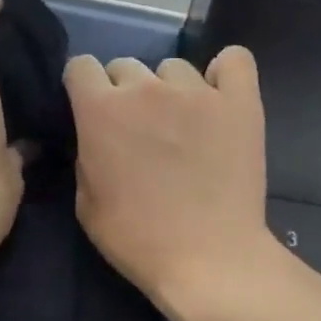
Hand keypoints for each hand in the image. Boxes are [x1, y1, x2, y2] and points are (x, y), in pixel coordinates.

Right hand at [65, 48, 277, 320]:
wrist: (207, 259)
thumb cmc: (137, 239)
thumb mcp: (86, 202)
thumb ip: (86, 153)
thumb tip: (96, 134)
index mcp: (101, 110)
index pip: (80, 66)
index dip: (83, 87)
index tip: (91, 109)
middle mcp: (145, 88)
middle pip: (125, 65)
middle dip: (124, 92)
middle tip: (138, 128)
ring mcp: (197, 91)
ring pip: (173, 68)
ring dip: (169, 89)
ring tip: (182, 123)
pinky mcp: (240, 102)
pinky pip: (234, 61)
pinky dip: (225, 73)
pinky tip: (220, 96)